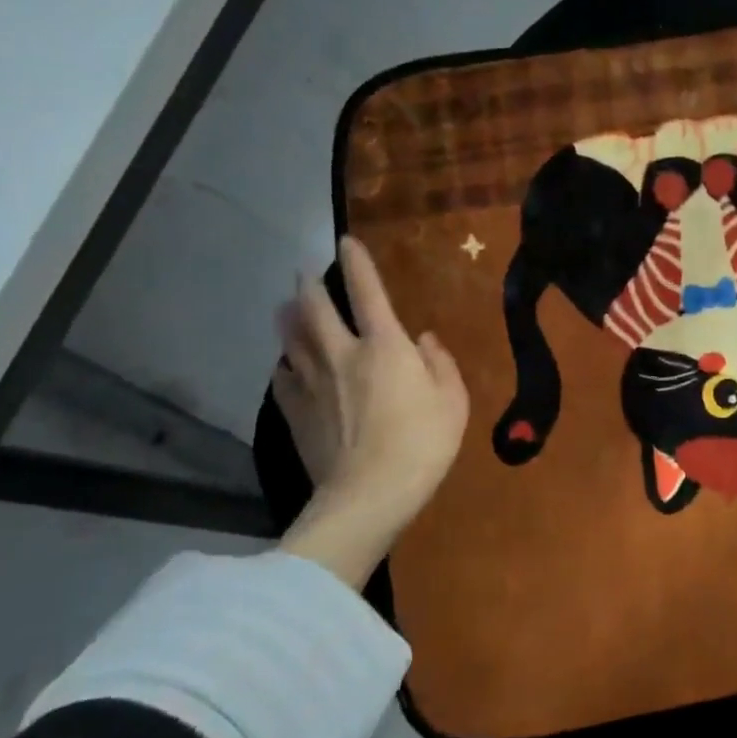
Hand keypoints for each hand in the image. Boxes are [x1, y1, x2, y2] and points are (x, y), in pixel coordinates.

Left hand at [273, 235, 468, 583]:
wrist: (369, 495)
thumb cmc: (423, 443)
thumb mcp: (453, 401)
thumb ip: (441, 363)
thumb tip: (424, 340)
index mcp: (384, 345)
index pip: (367, 291)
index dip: (356, 263)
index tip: (345, 241)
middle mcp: (342, 354)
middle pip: (315, 309)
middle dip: (308, 285)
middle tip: (303, 272)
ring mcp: (313, 384)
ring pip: (292, 340)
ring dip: (288, 319)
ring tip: (285, 308)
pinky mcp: (296, 414)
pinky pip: (283, 379)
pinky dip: (284, 365)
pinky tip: (285, 365)